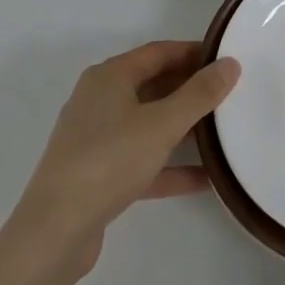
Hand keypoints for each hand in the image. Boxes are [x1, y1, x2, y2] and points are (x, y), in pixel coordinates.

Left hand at [11, 41, 239, 276]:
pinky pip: (142, 160)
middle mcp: (99, 100)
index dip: (193, 52)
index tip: (226, 59)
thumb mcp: (163, 124)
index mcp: (110, 77)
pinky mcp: (98, 174)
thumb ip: (200, 94)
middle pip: (153, 85)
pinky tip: (205, 178)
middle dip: (190, 89)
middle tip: (229, 94)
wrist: (55, 232)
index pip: (159, 52)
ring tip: (223, 132)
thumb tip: (230, 64)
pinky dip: (170, 166)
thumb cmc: (109, 160)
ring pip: (148, 124)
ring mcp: (96, 139)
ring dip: (183, 128)